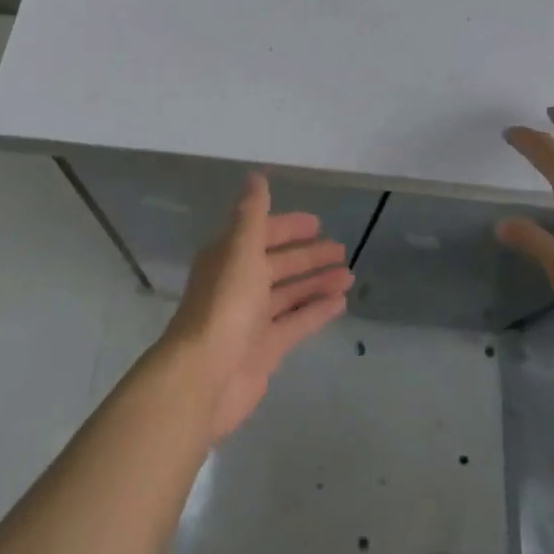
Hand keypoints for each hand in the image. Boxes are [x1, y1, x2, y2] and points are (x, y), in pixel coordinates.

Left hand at [163, 173, 353, 440]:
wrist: (204, 377)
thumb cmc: (224, 305)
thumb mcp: (240, 249)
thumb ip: (253, 213)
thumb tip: (256, 175)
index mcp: (229, 257)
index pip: (262, 234)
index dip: (288, 226)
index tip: (317, 223)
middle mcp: (240, 284)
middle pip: (278, 264)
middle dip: (308, 256)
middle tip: (341, 248)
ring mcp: (253, 319)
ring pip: (290, 293)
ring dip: (316, 282)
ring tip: (348, 274)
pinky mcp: (266, 349)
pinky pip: (297, 323)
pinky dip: (317, 311)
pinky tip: (341, 303)